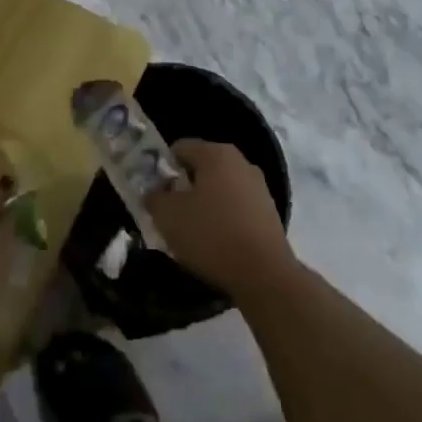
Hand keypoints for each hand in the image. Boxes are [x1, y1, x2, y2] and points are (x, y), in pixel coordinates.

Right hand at [146, 140, 294, 303]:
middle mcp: (240, 162)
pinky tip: (217, 243)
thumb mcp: (169, 217)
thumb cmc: (211, 235)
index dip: (163, 168)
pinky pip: (237, 207)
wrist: (264, 274)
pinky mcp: (269, 211)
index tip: (155, 193)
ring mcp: (258, 186)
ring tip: (193, 232)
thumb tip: (153, 192)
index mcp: (215, 153)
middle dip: (184, 187)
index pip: (180, 148)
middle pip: (202, 167)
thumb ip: (154, 198)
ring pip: (220, 188)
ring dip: (204, 204)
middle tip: (171, 213)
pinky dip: (224, 218)